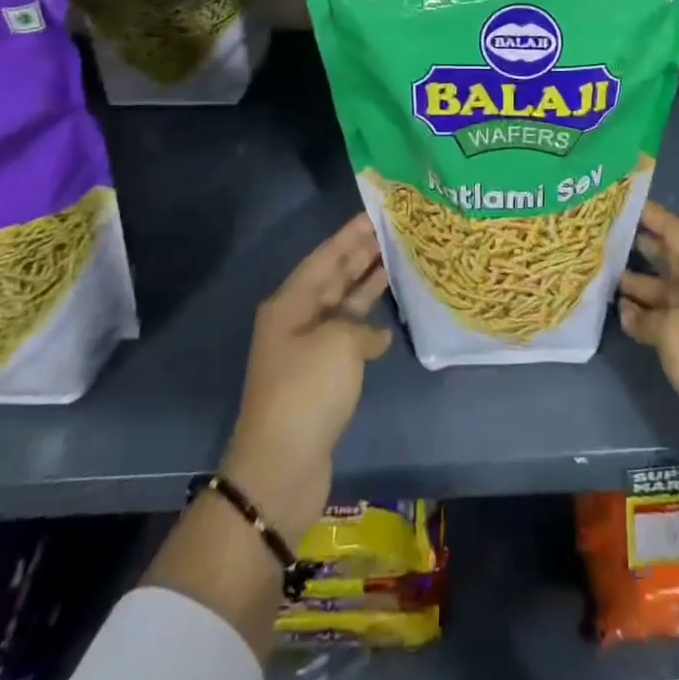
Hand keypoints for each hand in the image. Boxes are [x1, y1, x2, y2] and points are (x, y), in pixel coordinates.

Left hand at [221, 214, 390, 540]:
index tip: (376, 213)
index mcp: (290, 304)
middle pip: (333, 278)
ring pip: (342, 306)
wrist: (281, 467)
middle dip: (360, 254)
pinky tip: (389, 321)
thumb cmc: (307, 391)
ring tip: (397, 261)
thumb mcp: (339, 343)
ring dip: (367, 286)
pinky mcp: (321, 378)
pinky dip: (368, 327)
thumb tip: (373, 336)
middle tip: (393, 231)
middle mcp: (296, 320)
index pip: (325, 257)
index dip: (350, 234)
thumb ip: (361, 327)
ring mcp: (308, 350)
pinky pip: (348, 337)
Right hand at [618, 202, 678, 483]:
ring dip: (634, 281)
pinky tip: (616, 310)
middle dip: (638, 244)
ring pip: (661, 290)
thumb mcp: (674, 329)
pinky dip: (640, 315)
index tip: (620, 199)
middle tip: (601, 231)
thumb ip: (645, 312)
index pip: (677, 232)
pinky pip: (660, 319)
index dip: (651, 214)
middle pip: (668, 258)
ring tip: (599, 268)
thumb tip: (627, 308)